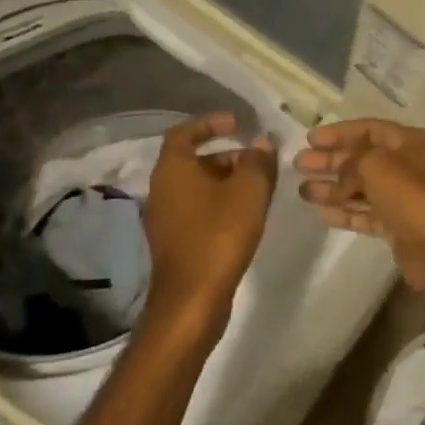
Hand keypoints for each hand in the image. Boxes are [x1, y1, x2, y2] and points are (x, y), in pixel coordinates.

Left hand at [141, 114, 277, 327]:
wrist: (191, 300)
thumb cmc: (218, 235)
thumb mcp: (248, 191)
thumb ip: (258, 161)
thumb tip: (261, 142)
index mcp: (172, 169)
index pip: (184, 132)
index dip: (210, 123)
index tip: (237, 124)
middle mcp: (162, 189)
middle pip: (193, 160)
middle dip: (227, 155)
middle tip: (257, 160)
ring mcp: (165, 218)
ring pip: (197, 187)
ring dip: (226, 181)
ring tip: (259, 187)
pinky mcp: (175, 242)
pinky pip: (198, 209)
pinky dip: (220, 203)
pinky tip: (246, 215)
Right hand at [294, 120, 424, 293]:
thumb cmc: (410, 196)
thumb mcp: (376, 165)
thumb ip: (351, 160)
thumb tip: (338, 167)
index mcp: (410, 142)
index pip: (369, 129)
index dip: (338, 133)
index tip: (310, 139)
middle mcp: (407, 166)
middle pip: (361, 158)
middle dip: (330, 161)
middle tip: (299, 163)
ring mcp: (402, 197)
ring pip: (361, 187)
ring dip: (332, 188)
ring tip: (301, 190)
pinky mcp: (396, 225)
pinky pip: (365, 213)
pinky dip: (345, 211)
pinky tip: (321, 212)